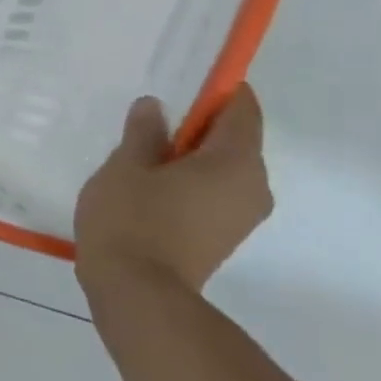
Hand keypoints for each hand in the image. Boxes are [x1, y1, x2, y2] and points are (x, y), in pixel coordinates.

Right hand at [74, 83, 273, 293]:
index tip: (179, 87)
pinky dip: (188, 185)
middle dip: (195, 129)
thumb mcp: (125, 167)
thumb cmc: (132, 219)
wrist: (138, 292)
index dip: (215, 92)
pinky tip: (148, 190)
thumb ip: (144, 133)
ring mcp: (242, 216)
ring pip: (221, 170)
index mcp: (236, 161)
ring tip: (140, 160)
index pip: (241, 109)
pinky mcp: (224, 238)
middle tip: (147, 126)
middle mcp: (254, 186)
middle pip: (233, 140)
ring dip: (188, 160)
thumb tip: (155, 107)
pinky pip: (212, 195)